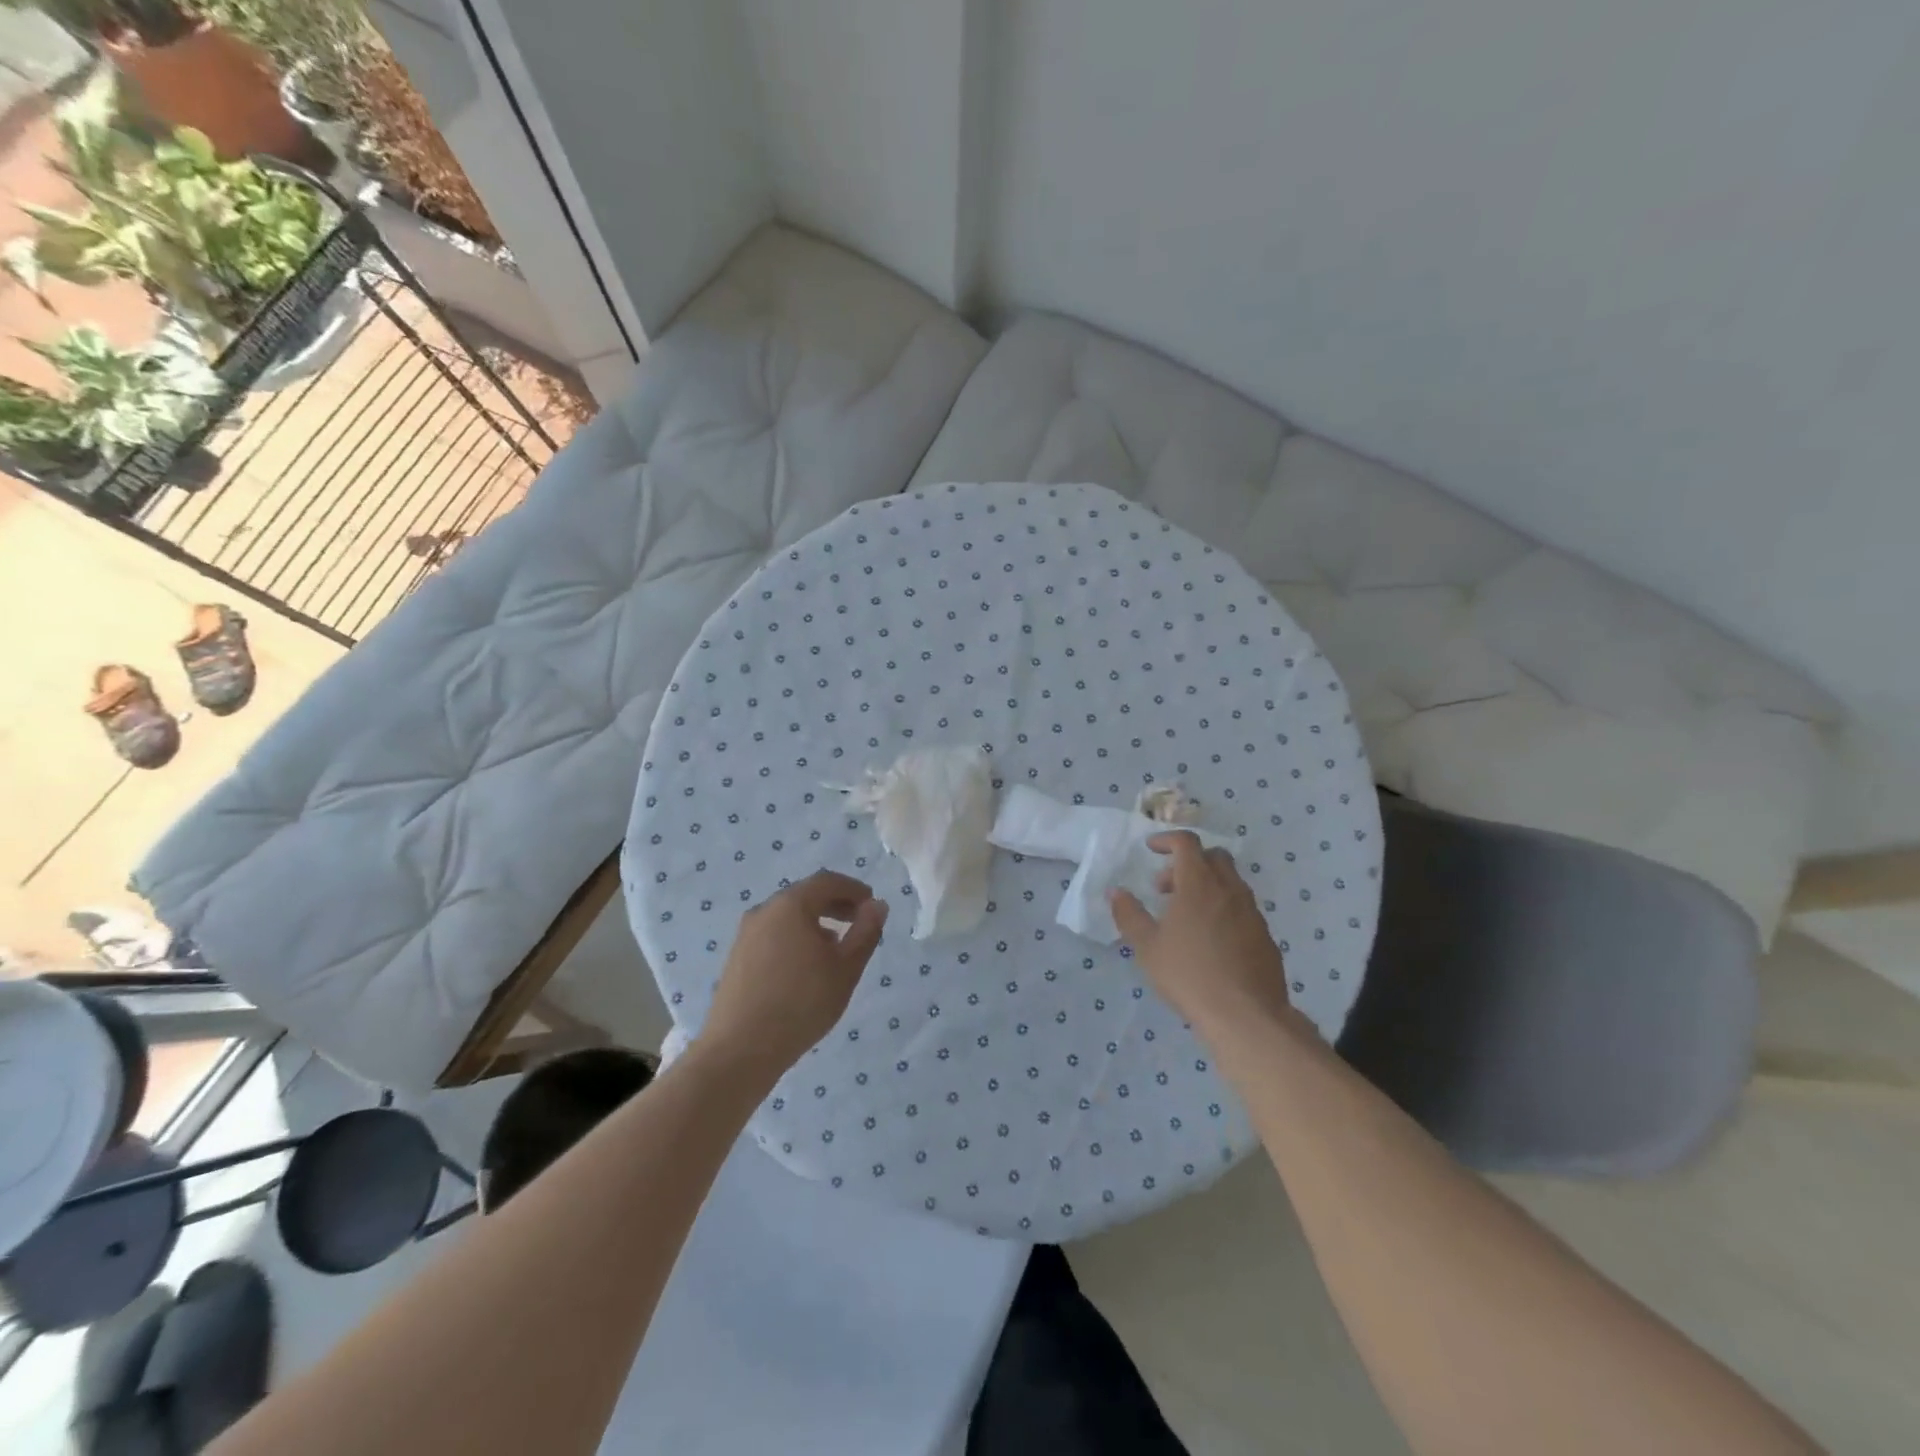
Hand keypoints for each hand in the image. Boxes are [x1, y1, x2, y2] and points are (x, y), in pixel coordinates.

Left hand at [703, 870, 888, 1074]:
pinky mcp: (736, 957)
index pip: (827, 881)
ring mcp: (746, 934)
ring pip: (787, 916)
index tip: (872, 904)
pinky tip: (805, 966)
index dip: (853, 889)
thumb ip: (866, 932)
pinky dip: (795, 937)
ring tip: (835, 946)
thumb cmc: (802, 1003)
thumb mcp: (846, 968)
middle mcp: (764, 911)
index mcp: (791, 905)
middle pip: (805, 895)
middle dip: (835, 904)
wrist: (740, 1049)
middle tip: (858, 922)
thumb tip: (877, 905)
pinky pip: (773, 934)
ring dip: (815, 922)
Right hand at [1110, 832, 1294, 1036]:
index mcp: (1199, 884)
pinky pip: (1243, 908)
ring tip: (1186, 915)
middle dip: (1188, 862)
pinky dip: (1224, 909)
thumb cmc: (1188, 974)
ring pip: (1231, 882)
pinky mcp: (1265, 936)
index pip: (1187, 843)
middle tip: (1166, 886)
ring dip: (1207, 885)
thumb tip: (1116, 892)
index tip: (1151, 849)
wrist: (1246, 1015)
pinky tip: (1211, 940)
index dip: (1167, 840)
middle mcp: (1229, 890)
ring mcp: (1252, 912)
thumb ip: (1129, 914)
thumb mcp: (1147, 946)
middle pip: (1214, 857)